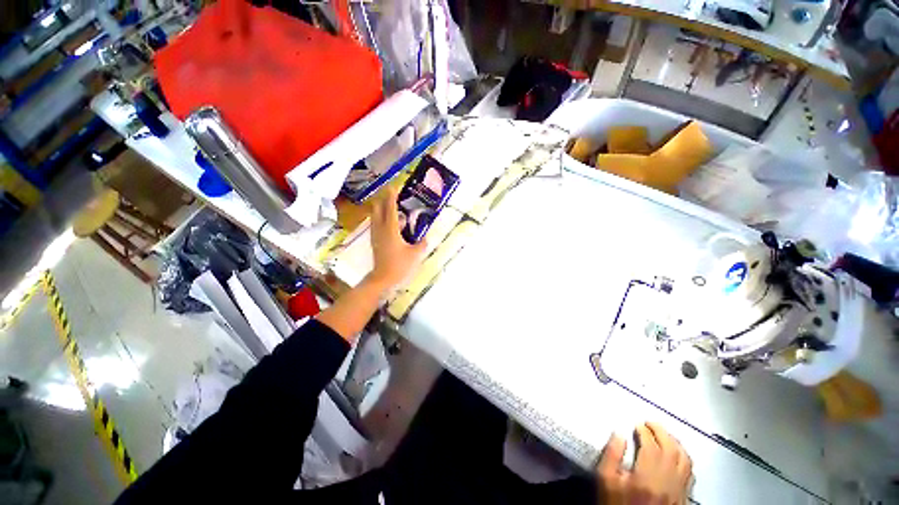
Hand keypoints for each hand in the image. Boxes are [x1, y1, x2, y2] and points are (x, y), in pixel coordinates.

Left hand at [367, 186, 427, 289]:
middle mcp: (380, 229)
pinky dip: (382, 217)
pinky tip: (392, 221)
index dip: (392, 196)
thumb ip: (421, 244)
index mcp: (391, 230)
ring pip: (375, 215)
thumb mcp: (415, 254)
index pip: (390, 208)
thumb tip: (425, 238)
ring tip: (393, 205)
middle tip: (394, 194)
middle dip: (384, 198)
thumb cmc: (399, 266)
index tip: (395, 186)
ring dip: (382, 207)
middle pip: (378, 208)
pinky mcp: (375, 240)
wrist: (382, 278)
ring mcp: (376, 234)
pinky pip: (377, 223)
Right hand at [597, 423, 692, 504]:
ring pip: (685, 460)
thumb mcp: (605, 480)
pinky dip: (684, 458)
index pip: (651, 446)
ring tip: (664, 435)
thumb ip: (611, 455)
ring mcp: (679, 491)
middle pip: (671, 449)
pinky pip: (690, 473)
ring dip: (675, 443)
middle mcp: (668, 482)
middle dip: (661, 431)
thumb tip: (619, 433)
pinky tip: (676, 455)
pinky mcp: (684, 498)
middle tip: (650, 423)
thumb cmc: (617, 503)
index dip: (644, 431)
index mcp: (647, 477)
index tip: (637, 424)